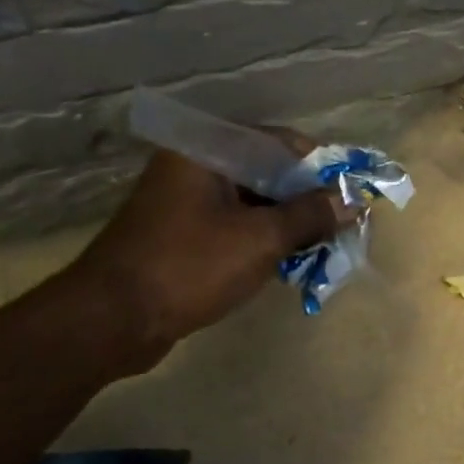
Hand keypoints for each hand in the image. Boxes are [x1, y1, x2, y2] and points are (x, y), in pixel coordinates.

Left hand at [66, 144, 348, 368]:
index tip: (349, 192)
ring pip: (254, 203)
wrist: (111, 321)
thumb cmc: (189, 267)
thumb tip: (352, 201)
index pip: (279, 142)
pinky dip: (265, 240)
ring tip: (323, 247)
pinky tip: (290, 263)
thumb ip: (310, 215)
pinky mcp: (184, 236)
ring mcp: (187, 203)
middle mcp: (195, 168)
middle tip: (341, 224)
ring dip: (289, 223)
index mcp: (207, 152)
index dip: (319, 165)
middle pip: (268, 172)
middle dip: (308, 199)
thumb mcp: (261, 239)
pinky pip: (237, 227)